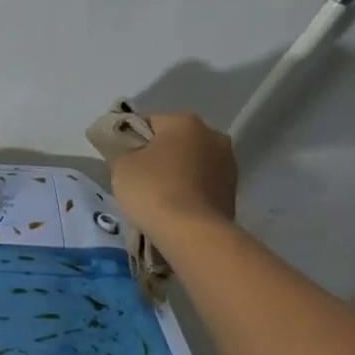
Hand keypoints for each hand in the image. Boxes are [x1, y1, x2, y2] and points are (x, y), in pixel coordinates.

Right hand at [109, 110, 238, 234]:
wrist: (192, 233)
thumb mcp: (121, 165)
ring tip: (158, 196)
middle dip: (159, 154)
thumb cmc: (153, 189)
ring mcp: (228, 164)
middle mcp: (213, 135)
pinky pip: (202, 184)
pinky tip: (175, 207)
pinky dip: (190, 191)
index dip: (131, 138)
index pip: (149, 121)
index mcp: (184, 121)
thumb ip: (125, 151)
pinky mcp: (233, 191)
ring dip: (177, 173)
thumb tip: (133, 152)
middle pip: (175, 141)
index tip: (120, 157)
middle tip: (138, 177)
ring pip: (192, 162)